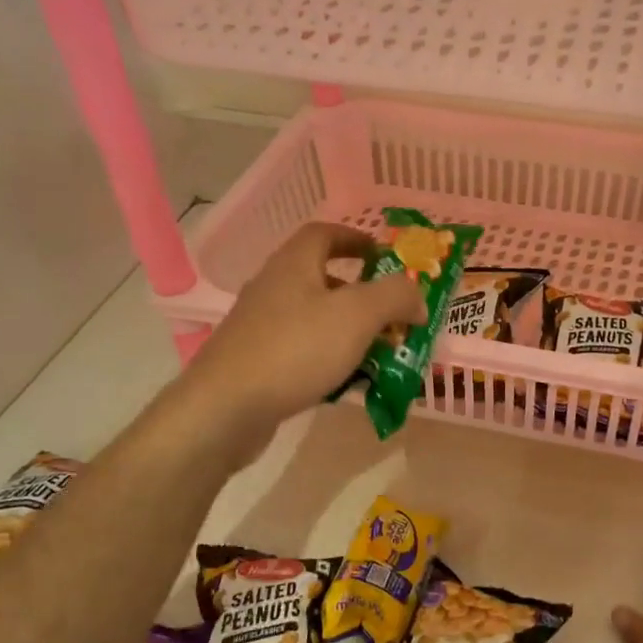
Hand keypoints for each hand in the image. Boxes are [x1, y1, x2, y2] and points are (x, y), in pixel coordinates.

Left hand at [182, 222, 424, 444]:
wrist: (226, 408)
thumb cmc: (296, 349)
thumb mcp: (358, 314)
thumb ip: (395, 296)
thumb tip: (417, 296)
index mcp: (294, 264)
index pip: (324, 234)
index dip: (356, 239)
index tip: (384, 256)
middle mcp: (274, 288)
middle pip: (323, 279)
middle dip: (363, 295)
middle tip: (393, 316)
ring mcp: (261, 327)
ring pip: (316, 319)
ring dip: (350, 331)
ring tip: (380, 354)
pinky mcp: (257, 362)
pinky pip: (303, 351)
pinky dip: (330, 360)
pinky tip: (347, 383)